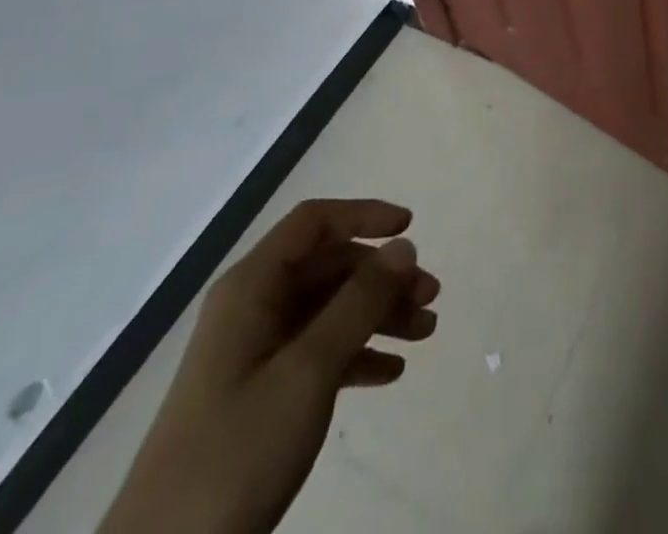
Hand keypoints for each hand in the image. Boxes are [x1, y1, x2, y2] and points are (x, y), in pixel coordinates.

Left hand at [100, 200, 439, 533]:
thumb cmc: (236, 453)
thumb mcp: (308, 371)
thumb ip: (359, 302)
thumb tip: (404, 245)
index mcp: (252, 288)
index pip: (314, 223)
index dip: (364, 215)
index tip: (411, 228)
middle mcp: (252, 308)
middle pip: (328, 267)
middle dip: (382, 276)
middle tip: (431, 299)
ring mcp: (252, 354)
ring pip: (328, 310)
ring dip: (377, 315)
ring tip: (425, 334)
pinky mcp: (257, 396)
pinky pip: (317, 353)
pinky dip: (356, 354)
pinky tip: (391, 373)